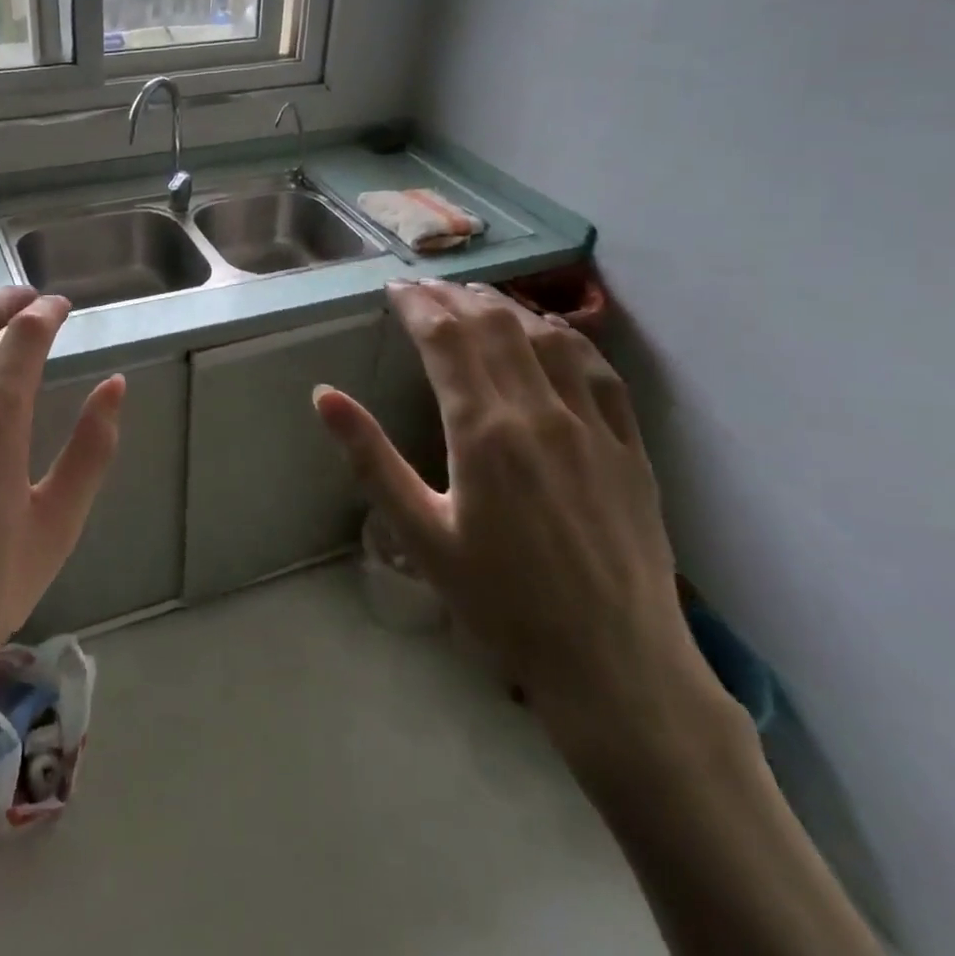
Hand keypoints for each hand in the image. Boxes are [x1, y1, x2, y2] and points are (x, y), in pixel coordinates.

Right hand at [314, 280, 712, 750]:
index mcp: (483, 432)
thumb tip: (325, 396)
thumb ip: (371, 458)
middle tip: (424, 290)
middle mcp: (540, 411)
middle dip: (453, 297)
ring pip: (546, 336)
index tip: (394, 290)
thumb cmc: (502, 603)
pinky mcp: (629, 445)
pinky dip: (566, 336)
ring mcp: (593, 424)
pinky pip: (598, 369)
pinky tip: (550, 332)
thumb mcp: (420, 534)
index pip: (445, 339)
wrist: (616, 665)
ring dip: (505, 306)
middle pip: (494, 325)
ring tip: (475, 298)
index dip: (417, 306)